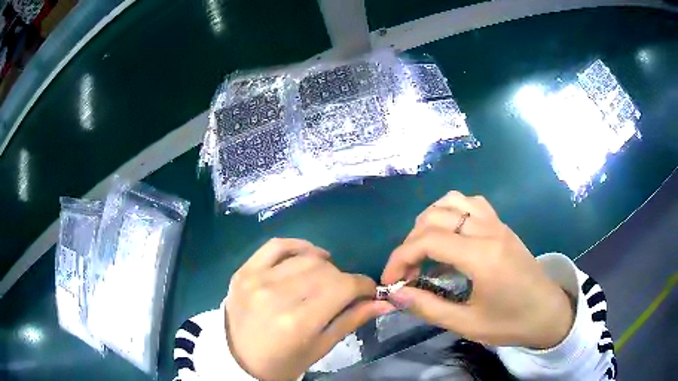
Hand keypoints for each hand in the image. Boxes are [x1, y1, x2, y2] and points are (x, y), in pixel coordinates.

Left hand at [226, 238, 393, 380]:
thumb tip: (385, 302)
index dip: (363, 285)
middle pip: (326, 270)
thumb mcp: (320, 348)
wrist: (238, 360)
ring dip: (323, 266)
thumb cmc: (283, 362)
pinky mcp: (243, 271)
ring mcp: (256, 280)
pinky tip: (309, 256)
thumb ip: (351, 320)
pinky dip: (298, 246)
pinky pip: (276, 245)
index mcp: (298, 322)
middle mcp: (276, 296)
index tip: (368, 291)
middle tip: (343, 293)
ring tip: (324, 280)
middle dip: (343, 279)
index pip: (343, 287)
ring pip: (306, 258)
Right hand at [382, 191, 573, 349]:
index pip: (428, 241)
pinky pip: (471, 203)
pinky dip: (451, 211)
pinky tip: (450, 235)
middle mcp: (488, 230)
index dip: (400, 257)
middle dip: (410, 242)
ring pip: (453, 200)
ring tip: (424, 249)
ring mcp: (497, 223)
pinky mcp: (502, 225)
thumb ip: (429, 307)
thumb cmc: (510, 322)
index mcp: (482, 256)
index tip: (390, 280)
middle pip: (436, 217)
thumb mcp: (467, 323)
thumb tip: (396, 295)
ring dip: (430, 220)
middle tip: (407, 271)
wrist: (547, 312)